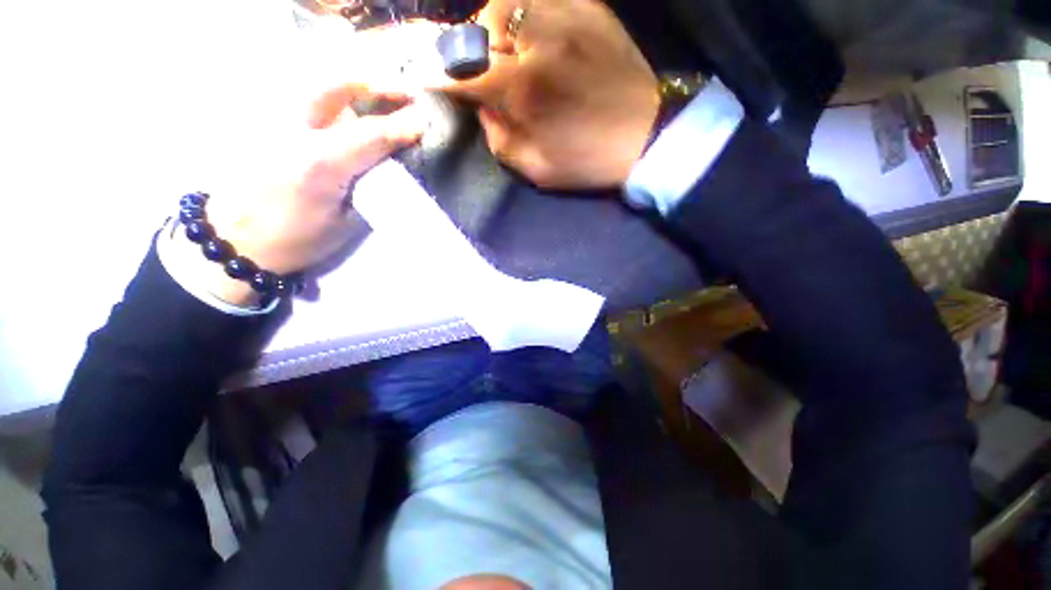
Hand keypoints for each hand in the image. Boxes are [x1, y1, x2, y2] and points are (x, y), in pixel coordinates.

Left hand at [199, 83, 424, 303]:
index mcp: (320, 165)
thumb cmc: (299, 239)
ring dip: (354, 88)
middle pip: (337, 88)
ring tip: (381, 98)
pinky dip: (334, 99)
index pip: (370, 134)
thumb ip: (371, 187)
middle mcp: (295, 133)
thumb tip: (394, 163)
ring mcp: (275, 123)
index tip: (423, 121)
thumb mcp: (347, 221)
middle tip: (403, 93)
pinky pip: (307, 101)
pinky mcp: (266, 125)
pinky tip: (351, 110)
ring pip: (320, 88)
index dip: (400, 125)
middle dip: (374, 85)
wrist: (238, 240)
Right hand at [394, 0, 659, 188]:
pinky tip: (535, 35)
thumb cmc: (588, 161)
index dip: (442, 73)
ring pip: (510, 1)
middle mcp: (541, 41)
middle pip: (483, 24)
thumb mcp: (535, 169)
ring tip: (508, 50)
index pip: (465, 70)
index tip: (429, 76)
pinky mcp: (591, 8)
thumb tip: (483, 109)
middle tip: (483, 70)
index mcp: (525, 88)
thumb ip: (499, 138)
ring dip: (498, 25)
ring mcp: (569, 16)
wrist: (646, 136)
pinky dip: (527, 12)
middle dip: (473, 48)